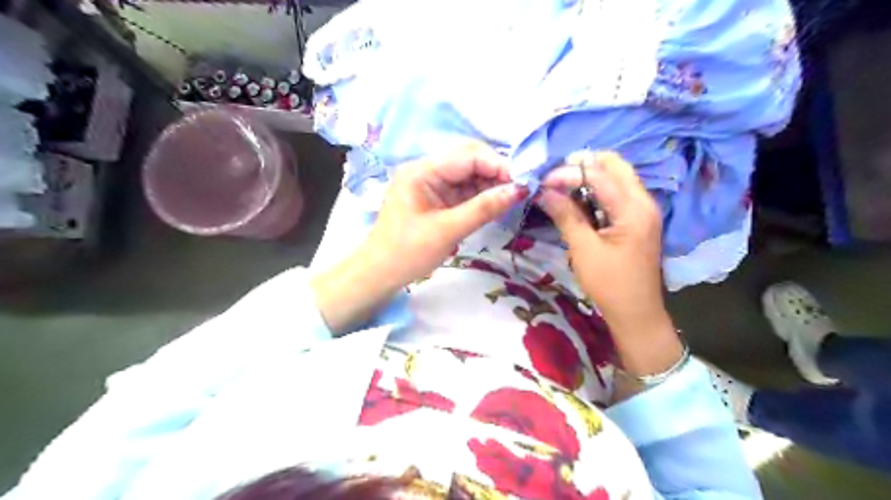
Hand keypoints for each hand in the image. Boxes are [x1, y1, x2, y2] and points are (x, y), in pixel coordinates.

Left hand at [366, 142, 523, 285]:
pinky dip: (481, 195)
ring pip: (469, 174)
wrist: (381, 273)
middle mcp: (427, 170)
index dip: (498, 164)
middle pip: (469, 160)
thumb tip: (520, 190)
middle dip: (496, 172)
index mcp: (422, 171)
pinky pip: (464, 189)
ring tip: (513, 197)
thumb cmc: (408, 253)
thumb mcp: (448, 231)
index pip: (468, 155)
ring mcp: (431, 183)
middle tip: (521, 189)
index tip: (524, 181)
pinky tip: (497, 203)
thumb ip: (484, 208)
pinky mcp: (436, 197)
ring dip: (491, 184)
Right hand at [540, 151, 664, 330]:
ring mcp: (644, 209)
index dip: (568, 173)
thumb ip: (566, 216)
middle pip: (615, 165)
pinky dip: (597, 191)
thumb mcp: (584, 250)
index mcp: (633, 209)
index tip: (543, 182)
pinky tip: (578, 202)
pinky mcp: (638, 218)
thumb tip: (544, 191)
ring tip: (562, 188)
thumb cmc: (610, 284)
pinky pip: (618, 192)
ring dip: (590, 177)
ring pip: (617, 176)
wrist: (636, 313)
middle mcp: (644, 201)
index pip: (599, 175)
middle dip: (583, 166)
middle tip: (555, 179)